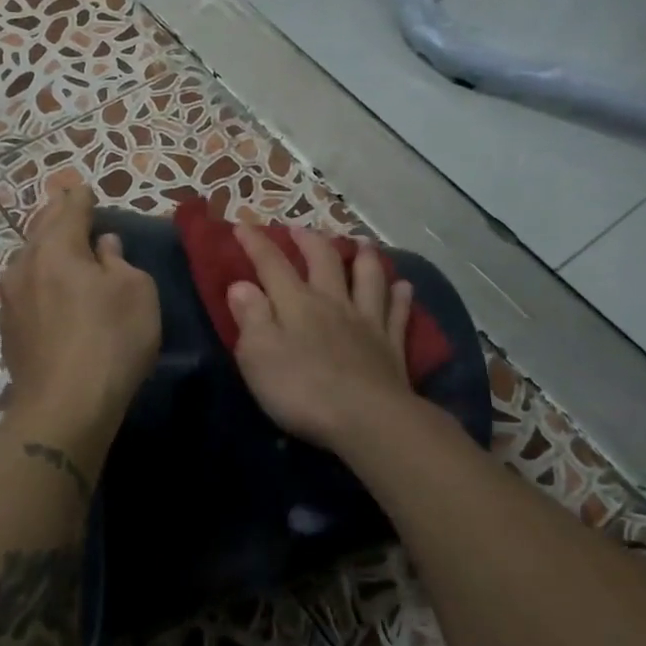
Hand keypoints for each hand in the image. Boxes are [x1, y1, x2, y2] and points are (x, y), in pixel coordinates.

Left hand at [0, 187, 160, 426]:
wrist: (64, 406)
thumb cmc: (111, 340)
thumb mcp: (136, 292)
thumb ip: (118, 260)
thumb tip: (103, 245)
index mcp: (57, 247)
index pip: (70, 208)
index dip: (81, 197)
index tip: (85, 189)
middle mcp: (25, 264)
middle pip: (41, 228)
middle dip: (57, 215)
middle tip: (70, 206)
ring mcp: (11, 298)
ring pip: (28, 258)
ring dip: (45, 247)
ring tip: (59, 245)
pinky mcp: (8, 328)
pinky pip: (25, 286)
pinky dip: (39, 276)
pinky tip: (48, 286)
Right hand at [226, 225, 416, 452]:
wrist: (368, 419)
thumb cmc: (302, 390)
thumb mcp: (258, 355)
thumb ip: (250, 317)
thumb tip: (241, 285)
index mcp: (296, 304)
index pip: (272, 264)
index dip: (256, 243)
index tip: (242, 225)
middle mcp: (333, 303)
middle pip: (324, 261)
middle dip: (310, 241)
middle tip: (301, 229)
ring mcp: (367, 322)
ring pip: (368, 278)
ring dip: (364, 257)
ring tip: (362, 243)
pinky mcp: (392, 346)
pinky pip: (397, 313)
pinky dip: (400, 297)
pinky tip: (404, 287)